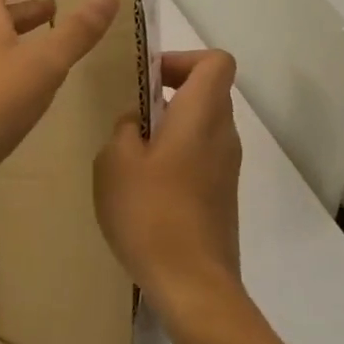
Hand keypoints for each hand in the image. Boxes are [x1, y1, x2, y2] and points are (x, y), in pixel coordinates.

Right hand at [94, 50, 244, 334]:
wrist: (192, 284)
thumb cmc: (150, 214)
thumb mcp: (115, 163)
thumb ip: (123, 130)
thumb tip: (135, 123)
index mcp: (202, 116)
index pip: (216, 62)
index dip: (183, 59)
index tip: (149, 80)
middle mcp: (224, 135)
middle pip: (208, 93)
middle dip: (170, 94)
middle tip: (131, 117)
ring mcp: (228, 168)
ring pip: (203, 127)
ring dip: (170, 129)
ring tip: (130, 156)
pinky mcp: (223, 197)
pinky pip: (202, 158)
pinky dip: (177, 157)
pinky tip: (144, 188)